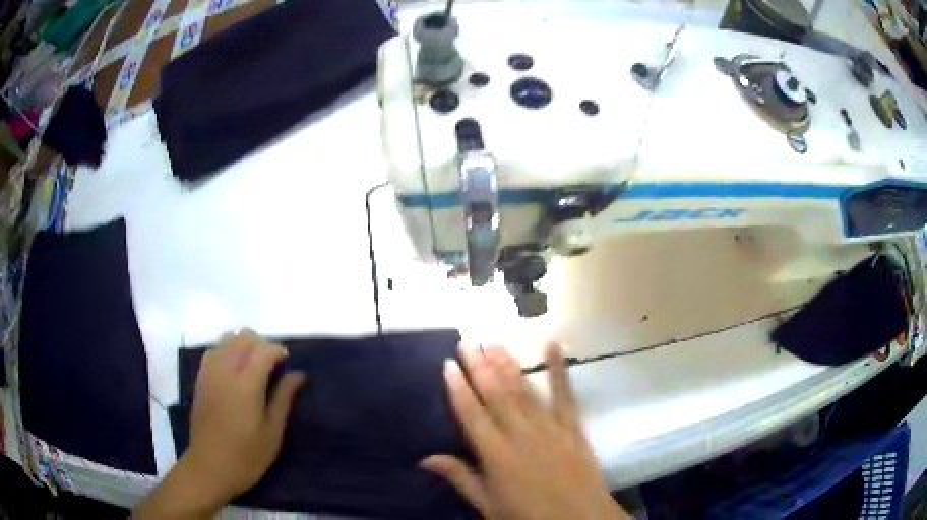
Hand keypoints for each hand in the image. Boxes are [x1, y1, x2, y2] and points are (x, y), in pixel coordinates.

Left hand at [134, 330, 305, 518]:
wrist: (210, 467)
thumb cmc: (247, 456)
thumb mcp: (273, 432)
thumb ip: (284, 398)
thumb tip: (298, 374)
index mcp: (246, 385)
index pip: (263, 349)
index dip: (278, 351)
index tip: (287, 363)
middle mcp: (225, 371)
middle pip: (243, 337)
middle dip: (261, 344)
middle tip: (272, 367)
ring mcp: (209, 373)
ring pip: (226, 340)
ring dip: (242, 345)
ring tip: (253, 367)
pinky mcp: (200, 379)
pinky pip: (213, 351)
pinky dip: (226, 351)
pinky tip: (233, 371)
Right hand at [421, 343, 627, 519]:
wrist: (579, 519)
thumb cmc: (528, 515)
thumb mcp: (487, 504)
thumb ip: (459, 477)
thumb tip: (425, 458)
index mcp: (495, 453)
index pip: (471, 413)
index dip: (458, 387)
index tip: (449, 363)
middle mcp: (520, 433)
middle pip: (496, 394)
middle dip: (480, 366)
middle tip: (468, 341)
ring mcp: (549, 427)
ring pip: (524, 390)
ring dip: (508, 364)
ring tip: (495, 342)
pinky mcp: (573, 426)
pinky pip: (565, 394)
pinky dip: (559, 369)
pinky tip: (553, 346)